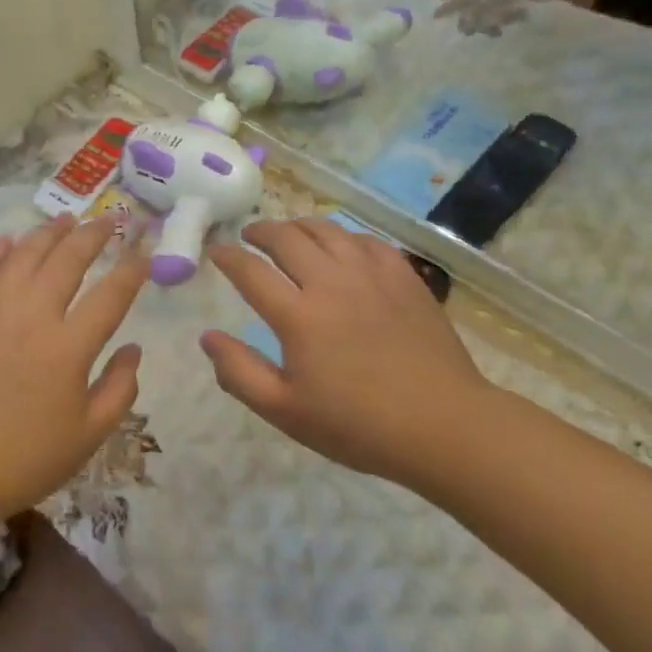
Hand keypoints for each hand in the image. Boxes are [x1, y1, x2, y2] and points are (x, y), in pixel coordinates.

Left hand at [0, 216, 147, 538]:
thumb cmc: (23, 459)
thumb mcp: (87, 437)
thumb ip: (119, 389)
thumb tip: (133, 348)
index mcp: (68, 347)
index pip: (111, 294)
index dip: (133, 269)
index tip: (144, 252)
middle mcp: (31, 315)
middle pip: (68, 259)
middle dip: (95, 234)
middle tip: (110, 219)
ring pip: (24, 254)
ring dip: (49, 232)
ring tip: (67, 219)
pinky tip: (9, 241)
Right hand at [200, 219, 491, 488]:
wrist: (444, 426)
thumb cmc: (359, 425)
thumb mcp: (286, 411)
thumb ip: (239, 373)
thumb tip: (207, 337)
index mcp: (298, 316)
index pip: (250, 271)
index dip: (228, 257)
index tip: (216, 251)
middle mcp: (331, 282)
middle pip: (286, 238)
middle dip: (260, 231)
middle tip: (249, 236)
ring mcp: (371, 274)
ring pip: (326, 230)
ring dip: (299, 226)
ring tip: (289, 233)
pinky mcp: (404, 276)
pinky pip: (366, 241)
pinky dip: (343, 237)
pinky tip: (341, 248)